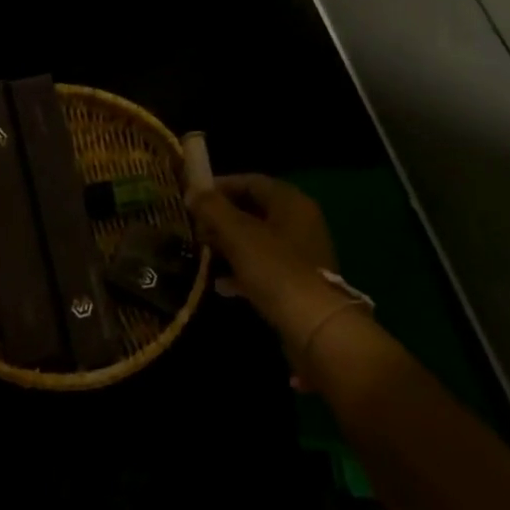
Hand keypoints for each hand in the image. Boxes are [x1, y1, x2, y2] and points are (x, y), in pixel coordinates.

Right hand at [187, 175, 346, 344]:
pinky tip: (220, 284)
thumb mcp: (238, 233)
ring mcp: (302, 255)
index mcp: (291, 202)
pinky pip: (264, 268)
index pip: (251, 181)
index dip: (220, 186)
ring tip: (202, 252)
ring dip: (229, 244)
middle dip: (222, 217)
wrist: (316, 328)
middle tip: (195, 226)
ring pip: (258, 240)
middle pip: (254, 210)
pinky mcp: (299, 284)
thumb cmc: (276, 270)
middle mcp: (300, 222)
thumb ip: (213, 208)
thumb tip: (193, 191)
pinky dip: (242, 271)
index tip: (193, 197)